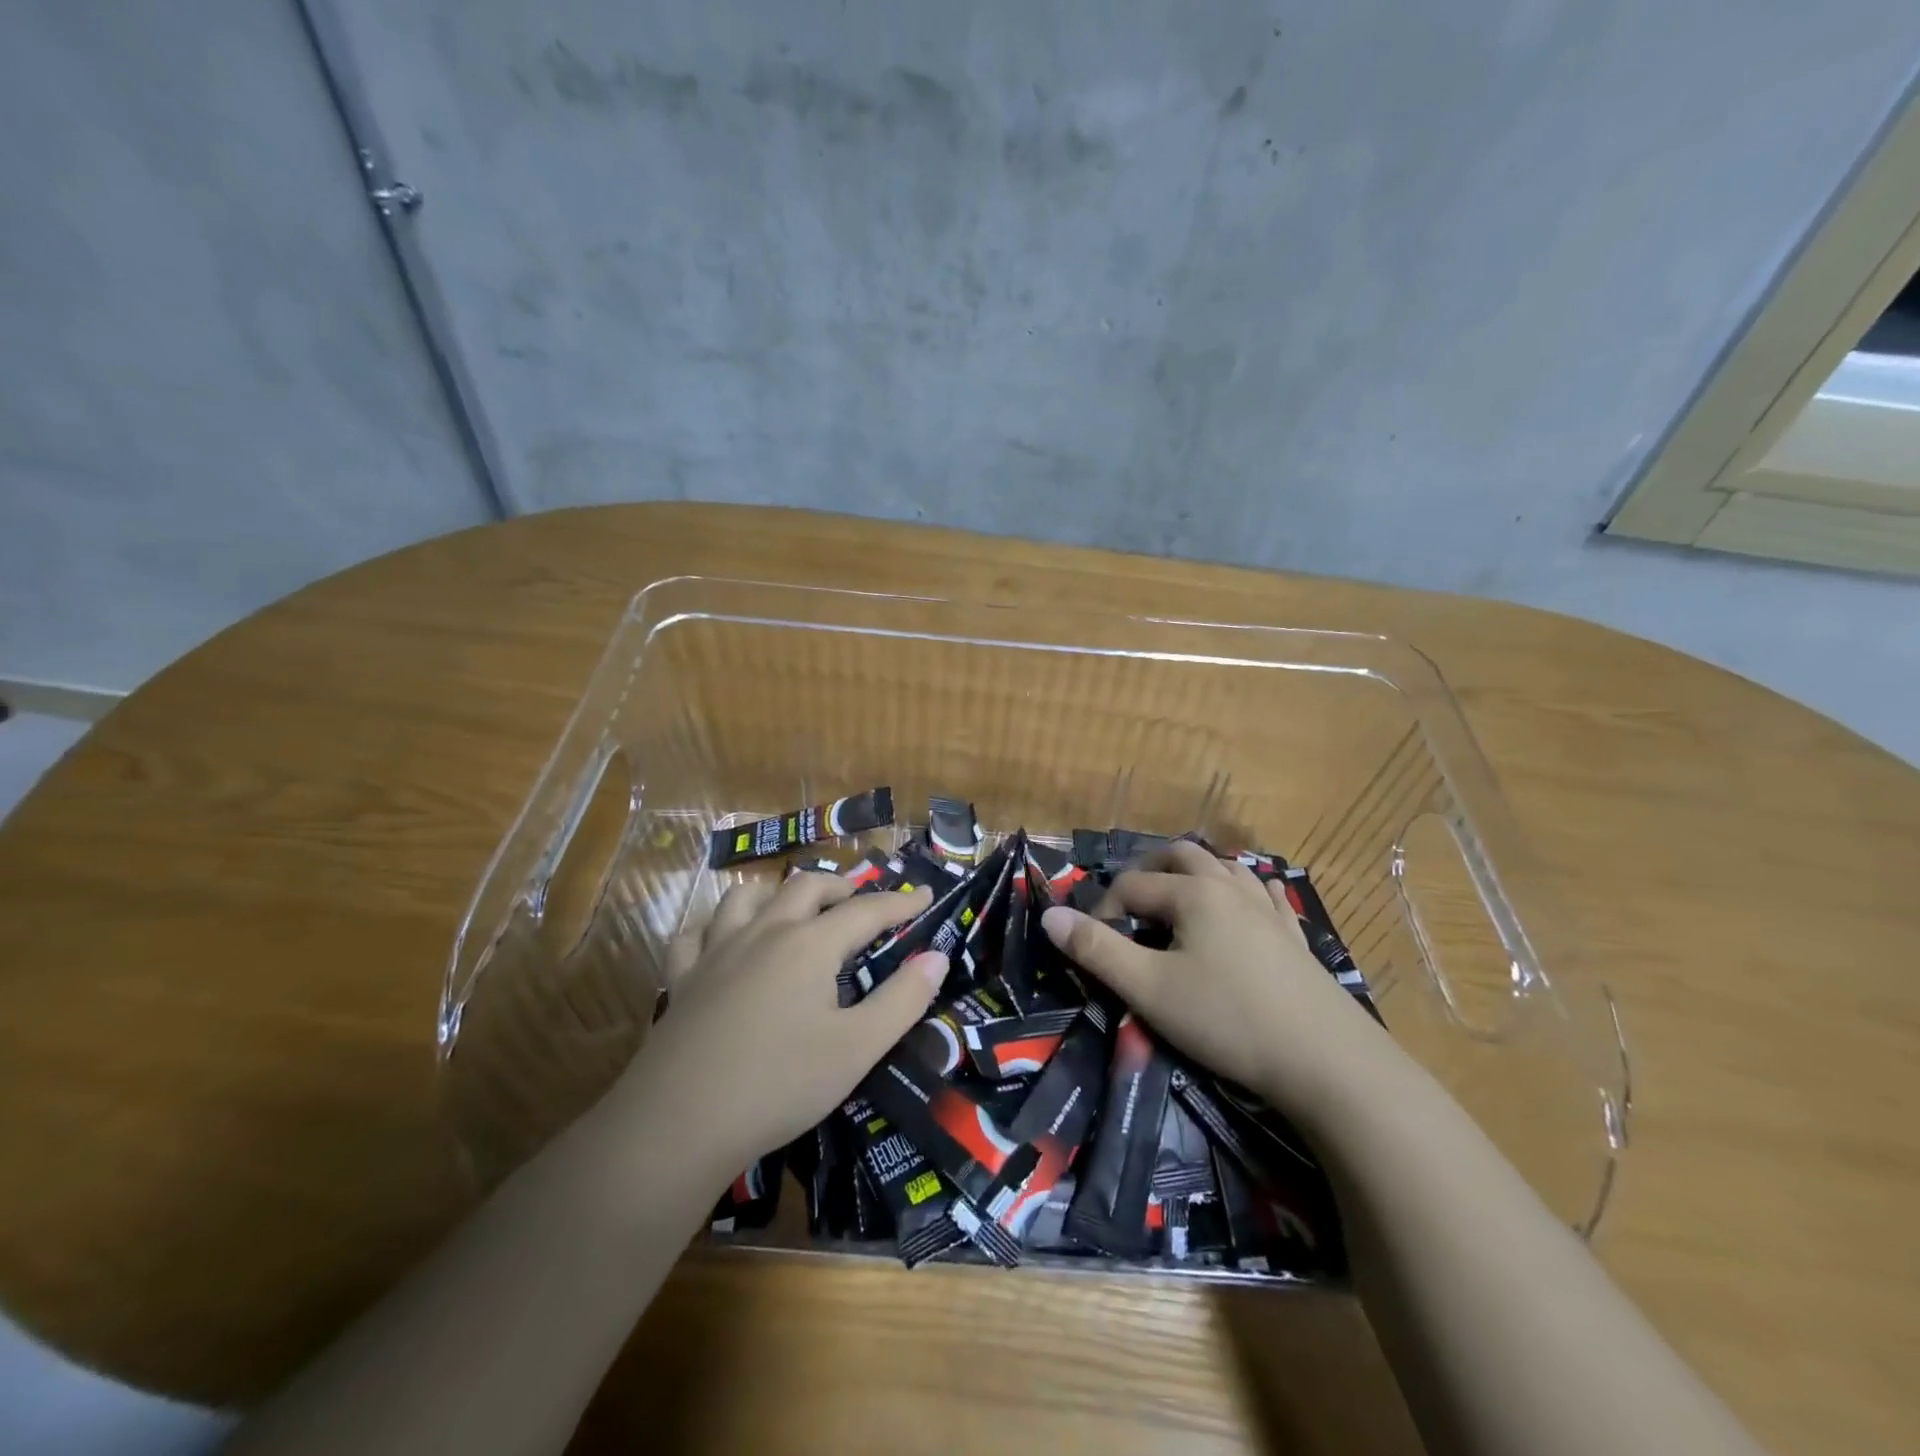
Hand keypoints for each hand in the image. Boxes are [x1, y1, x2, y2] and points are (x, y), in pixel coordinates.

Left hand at [621, 873, 947, 1179]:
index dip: (899, 902)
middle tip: (862, 902)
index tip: (925, 896)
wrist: (679, 1123)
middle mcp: (764, 932)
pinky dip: (715, 924)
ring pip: (746, 896)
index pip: (865, 910)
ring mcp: (717, 951)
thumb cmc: (780, 1084)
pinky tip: (722, 938)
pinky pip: (696, 933)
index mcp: (810, 945)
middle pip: (806, 887)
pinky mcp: (683, 978)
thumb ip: (902, 999)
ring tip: (794, 907)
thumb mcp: (857, 1048)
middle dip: (840, 887)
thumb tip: (937, 957)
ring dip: (777, 892)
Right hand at [1040, 842, 1393, 1111]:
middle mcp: (1230, 888)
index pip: (1132, 885)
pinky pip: (1268, 896)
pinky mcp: (1294, 937)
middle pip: (1182, 855)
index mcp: (1193, 893)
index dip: (1104, 911)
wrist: (1327, 1062)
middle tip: (1128, 902)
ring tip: (1179, 896)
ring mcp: (1268, 910)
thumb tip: (1050, 916)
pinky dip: (1247, 891)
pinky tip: (1250, 902)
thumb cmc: (1228, 1020)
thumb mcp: (1148, 989)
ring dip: (1196, 873)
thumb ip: (1096, 951)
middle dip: (1148, 870)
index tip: (1095, 947)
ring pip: (1227, 868)